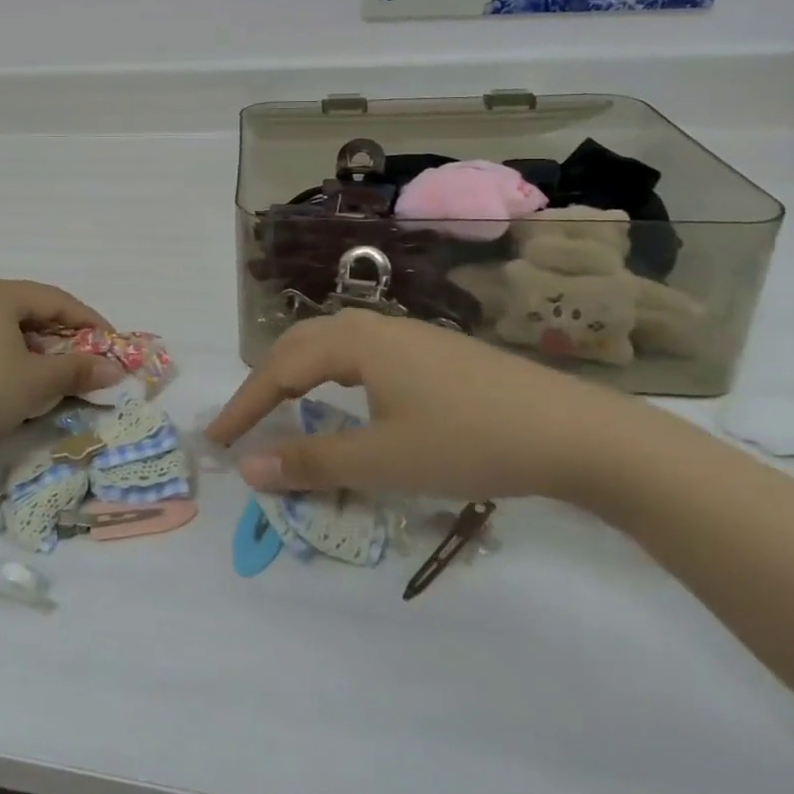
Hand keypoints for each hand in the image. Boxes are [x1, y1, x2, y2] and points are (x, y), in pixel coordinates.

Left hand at [0, 279, 121, 462]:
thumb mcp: (35, 382)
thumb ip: (76, 370)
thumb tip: (114, 370)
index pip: (56, 299)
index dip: (89, 321)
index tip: (113, 346)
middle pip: (30, 310)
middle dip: (63, 337)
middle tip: (88, 363)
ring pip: (7, 328)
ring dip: (37, 350)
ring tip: (56, 377)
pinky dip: (11, 357)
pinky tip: (18, 383)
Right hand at [205, 310, 642, 504]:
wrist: (577, 433)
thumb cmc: (469, 442)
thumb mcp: (383, 460)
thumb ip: (311, 462)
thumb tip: (247, 468)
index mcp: (353, 341)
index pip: (278, 369)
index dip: (244, 405)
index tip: (216, 440)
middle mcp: (374, 325)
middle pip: (300, 346)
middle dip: (265, 385)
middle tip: (242, 424)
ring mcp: (408, 334)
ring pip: (332, 346)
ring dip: (298, 376)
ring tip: (283, 406)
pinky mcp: (434, 352)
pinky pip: (361, 354)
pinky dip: (332, 376)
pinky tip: (349, 398)